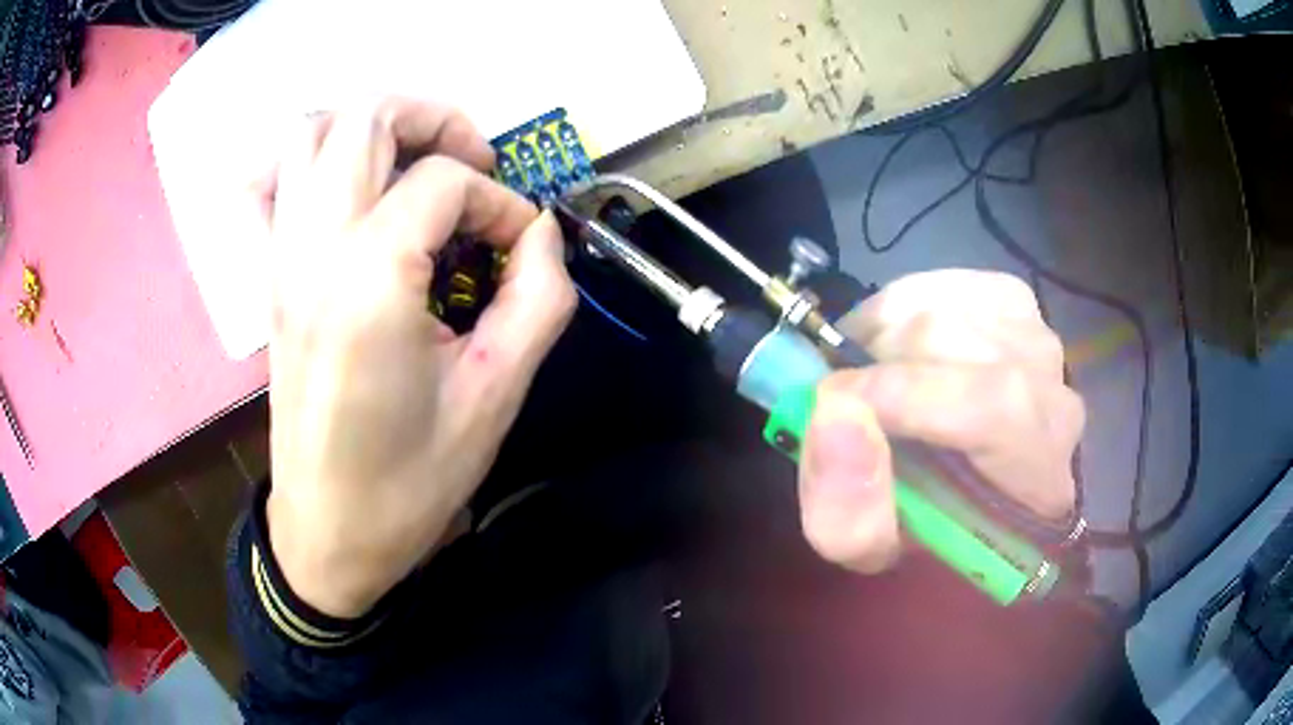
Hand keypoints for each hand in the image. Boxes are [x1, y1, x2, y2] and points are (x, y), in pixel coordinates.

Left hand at [261, 98, 575, 617]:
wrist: (329, 534)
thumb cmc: (410, 480)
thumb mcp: (496, 394)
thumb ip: (538, 297)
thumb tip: (540, 234)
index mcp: (371, 277)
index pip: (445, 183)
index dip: (501, 203)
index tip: (522, 249)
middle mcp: (315, 247)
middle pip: (367, 117)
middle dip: (435, 119)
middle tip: (474, 163)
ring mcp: (281, 258)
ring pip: (310, 133)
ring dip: (371, 127)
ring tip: (413, 163)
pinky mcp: (269, 279)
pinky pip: (265, 188)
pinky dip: (302, 164)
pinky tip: (338, 189)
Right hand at [798, 270, 1083, 572]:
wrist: (966, 486)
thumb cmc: (926, 526)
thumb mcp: (873, 550)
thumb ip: (847, 513)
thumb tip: (834, 415)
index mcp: (1039, 479)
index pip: (992, 408)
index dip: (903, 396)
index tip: (833, 405)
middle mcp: (1055, 398)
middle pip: (955, 344)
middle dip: (876, 364)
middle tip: (844, 398)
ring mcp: (1039, 340)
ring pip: (941, 308)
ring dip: (882, 338)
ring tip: (869, 377)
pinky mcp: (1015, 302)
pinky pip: (941, 284)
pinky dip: (899, 308)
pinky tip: (896, 346)